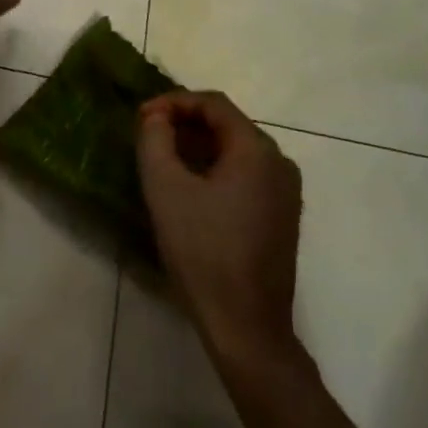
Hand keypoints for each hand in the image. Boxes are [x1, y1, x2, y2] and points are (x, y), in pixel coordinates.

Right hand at [136, 91, 302, 365]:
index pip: (214, 104)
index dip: (173, 102)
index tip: (141, 118)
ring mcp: (286, 192)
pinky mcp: (282, 217)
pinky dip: (216, 170)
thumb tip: (157, 117)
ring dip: (199, 148)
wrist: (246, 326)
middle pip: (228, 125)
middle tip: (148, 137)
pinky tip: (190, 189)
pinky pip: (246, 176)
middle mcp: (279, 163)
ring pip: (237, 152)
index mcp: (257, 150)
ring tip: (164, 160)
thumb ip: (155, 140)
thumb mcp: (166, 189)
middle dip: (185, 124)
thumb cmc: (203, 252)